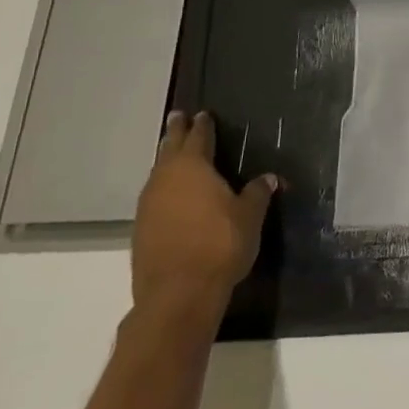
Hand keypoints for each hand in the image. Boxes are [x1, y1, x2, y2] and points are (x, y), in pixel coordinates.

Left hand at [132, 111, 275, 317]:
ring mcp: (148, 206)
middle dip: (176, 133)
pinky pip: (154, 197)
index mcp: (193, 167)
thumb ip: (257, 193)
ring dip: (167, 160)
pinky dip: (164, 188)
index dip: (203, 125)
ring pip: (158, 173)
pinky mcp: (141, 231)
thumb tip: (267, 178)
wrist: (177, 295)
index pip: (199, 137)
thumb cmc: (219, 244)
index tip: (203, 113)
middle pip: (170, 149)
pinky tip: (172, 195)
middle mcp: (165, 180)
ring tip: (174, 153)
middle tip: (178, 117)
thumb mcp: (250, 216)